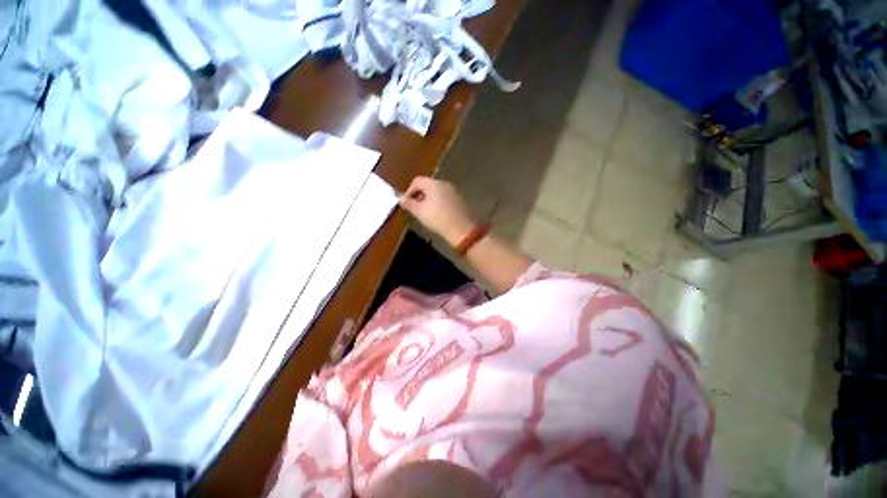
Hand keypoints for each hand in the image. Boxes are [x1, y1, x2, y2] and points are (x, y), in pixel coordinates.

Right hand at [400, 176, 476, 247]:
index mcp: (433, 183)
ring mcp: (454, 191)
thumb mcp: (419, 212)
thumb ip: (409, 204)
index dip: (409, 191)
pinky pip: (445, 197)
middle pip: (428, 185)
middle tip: (414, 207)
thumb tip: (402, 200)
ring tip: (425, 212)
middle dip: (419, 195)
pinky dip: (439, 203)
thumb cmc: (437, 218)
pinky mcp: (460, 199)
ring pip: (437, 191)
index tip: (405, 203)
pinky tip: (438, 214)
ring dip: (429, 199)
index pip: (417, 181)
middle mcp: (444, 183)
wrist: (462, 229)